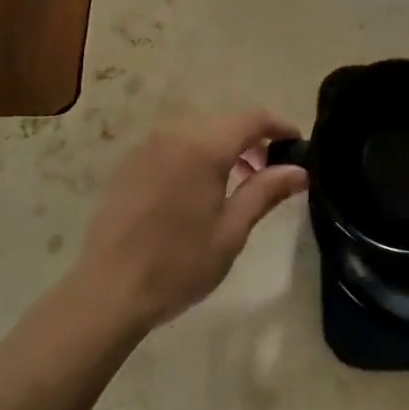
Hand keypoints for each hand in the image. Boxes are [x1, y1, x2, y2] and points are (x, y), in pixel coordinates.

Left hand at [73, 110, 307, 331]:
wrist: (108, 290)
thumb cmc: (178, 264)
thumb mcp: (231, 231)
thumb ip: (265, 191)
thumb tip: (300, 171)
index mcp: (204, 146)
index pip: (252, 119)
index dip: (278, 126)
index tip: (298, 143)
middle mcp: (175, 133)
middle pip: (224, 121)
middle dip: (252, 138)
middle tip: (270, 169)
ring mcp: (148, 145)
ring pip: (198, 130)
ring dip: (223, 145)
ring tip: (237, 181)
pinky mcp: (130, 161)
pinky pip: (173, 143)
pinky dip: (195, 152)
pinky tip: (198, 187)